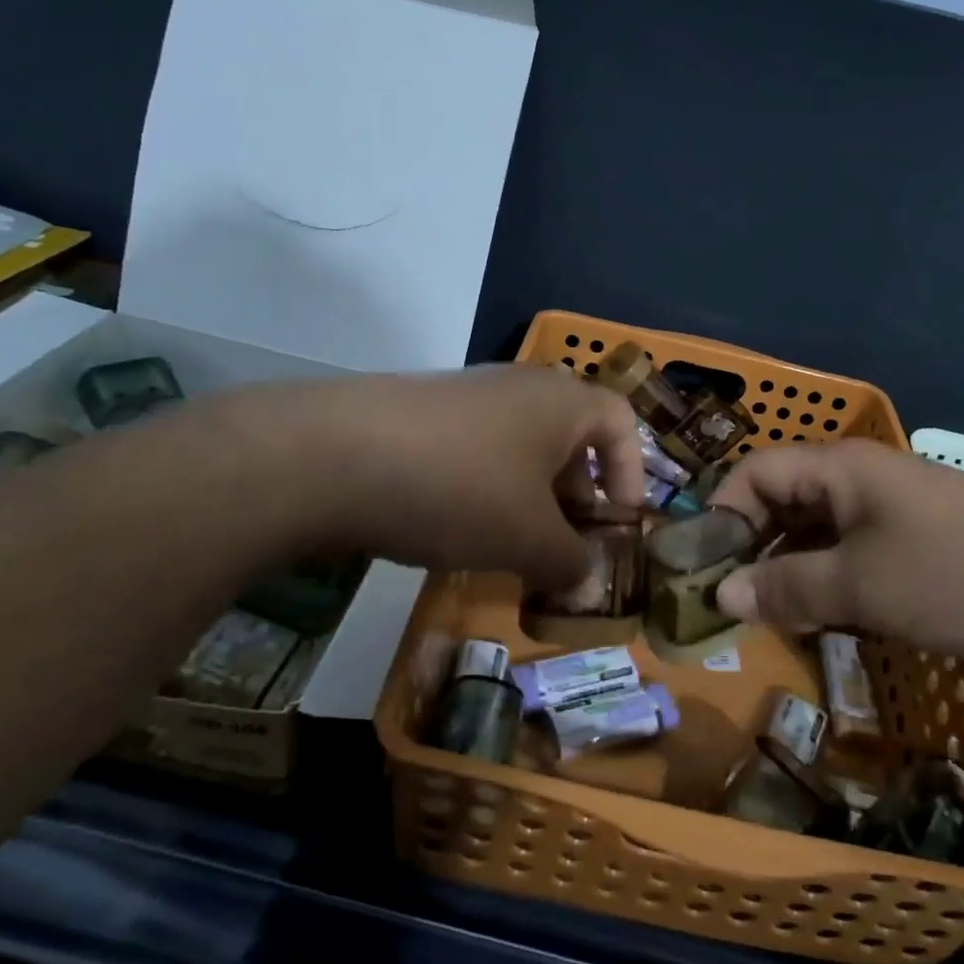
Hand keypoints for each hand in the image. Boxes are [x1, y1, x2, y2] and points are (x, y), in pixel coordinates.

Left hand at [222, 365, 643, 590]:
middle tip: (565, 549)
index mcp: (562, 401)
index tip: (618, 526)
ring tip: (511, 549)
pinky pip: (475, 451)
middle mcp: (519, 386)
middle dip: (576, 498)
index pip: (621, 423)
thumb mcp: (529, 539)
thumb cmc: (460, 489)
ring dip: (528, 499)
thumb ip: (572, 562)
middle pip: (570, 439)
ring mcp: (466, 395)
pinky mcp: (422, 413)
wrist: (332, 455)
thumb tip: (586, 578)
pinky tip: (456, 529)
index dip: (631, 475)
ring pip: (520, 449)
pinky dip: (484, 490)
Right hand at [708, 440, 963, 672]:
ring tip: (770, 617)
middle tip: (730, 602)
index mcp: (840, 468)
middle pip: (782, 501)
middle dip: (750, 547)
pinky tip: (823, 618)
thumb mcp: (861, 587)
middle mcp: (861, 479)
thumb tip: (719, 594)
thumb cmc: (959, 576)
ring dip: (788, 569)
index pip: (754, 473)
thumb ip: (785, 589)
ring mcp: (893, 512)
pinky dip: (828, 580)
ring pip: (817, 532)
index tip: (703, 570)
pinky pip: (852, 553)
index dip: (721, 515)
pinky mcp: (919, 545)